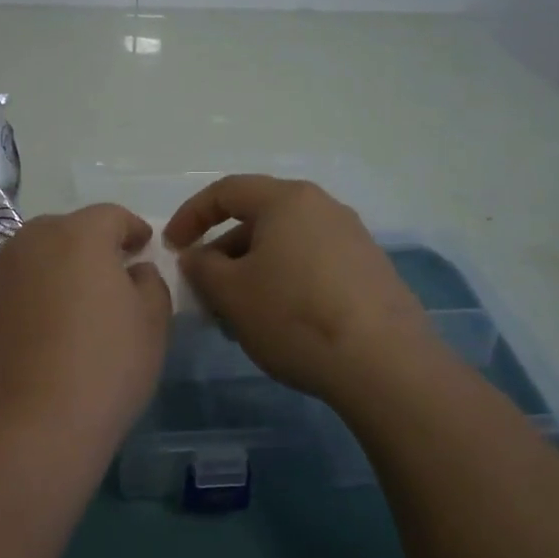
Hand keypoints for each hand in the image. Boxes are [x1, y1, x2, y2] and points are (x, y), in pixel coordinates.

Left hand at [0, 204, 171, 453]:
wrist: (29, 424)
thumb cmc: (105, 365)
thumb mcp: (153, 323)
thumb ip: (151, 283)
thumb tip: (135, 270)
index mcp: (79, 234)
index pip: (111, 216)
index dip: (132, 229)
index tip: (144, 246)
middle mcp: (34, 240)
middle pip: (70, 228)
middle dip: (94, 243)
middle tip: (114, 271)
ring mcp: (1, 271)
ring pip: (39, 253)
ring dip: (61, 264)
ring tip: (81, 297)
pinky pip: (19, 281)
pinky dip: (38, 289)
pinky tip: (51, 321)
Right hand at [165, 176, 446, 408]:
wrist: (386, 365)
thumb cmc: (295, 316)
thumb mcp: (231, 293)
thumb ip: (202, 267)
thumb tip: (197, 257)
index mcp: (287, 200)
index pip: (226, 191)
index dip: (190, 216)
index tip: (172, 248)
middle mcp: (323, 208)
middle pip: (257, 219)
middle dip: (222, 253)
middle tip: (205, 291)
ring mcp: (352, 239)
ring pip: (284, 246)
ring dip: (251, 273)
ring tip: (237, 317)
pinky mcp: (370, 272)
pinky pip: (311, 265)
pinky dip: (283, 283)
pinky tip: (277, 324)